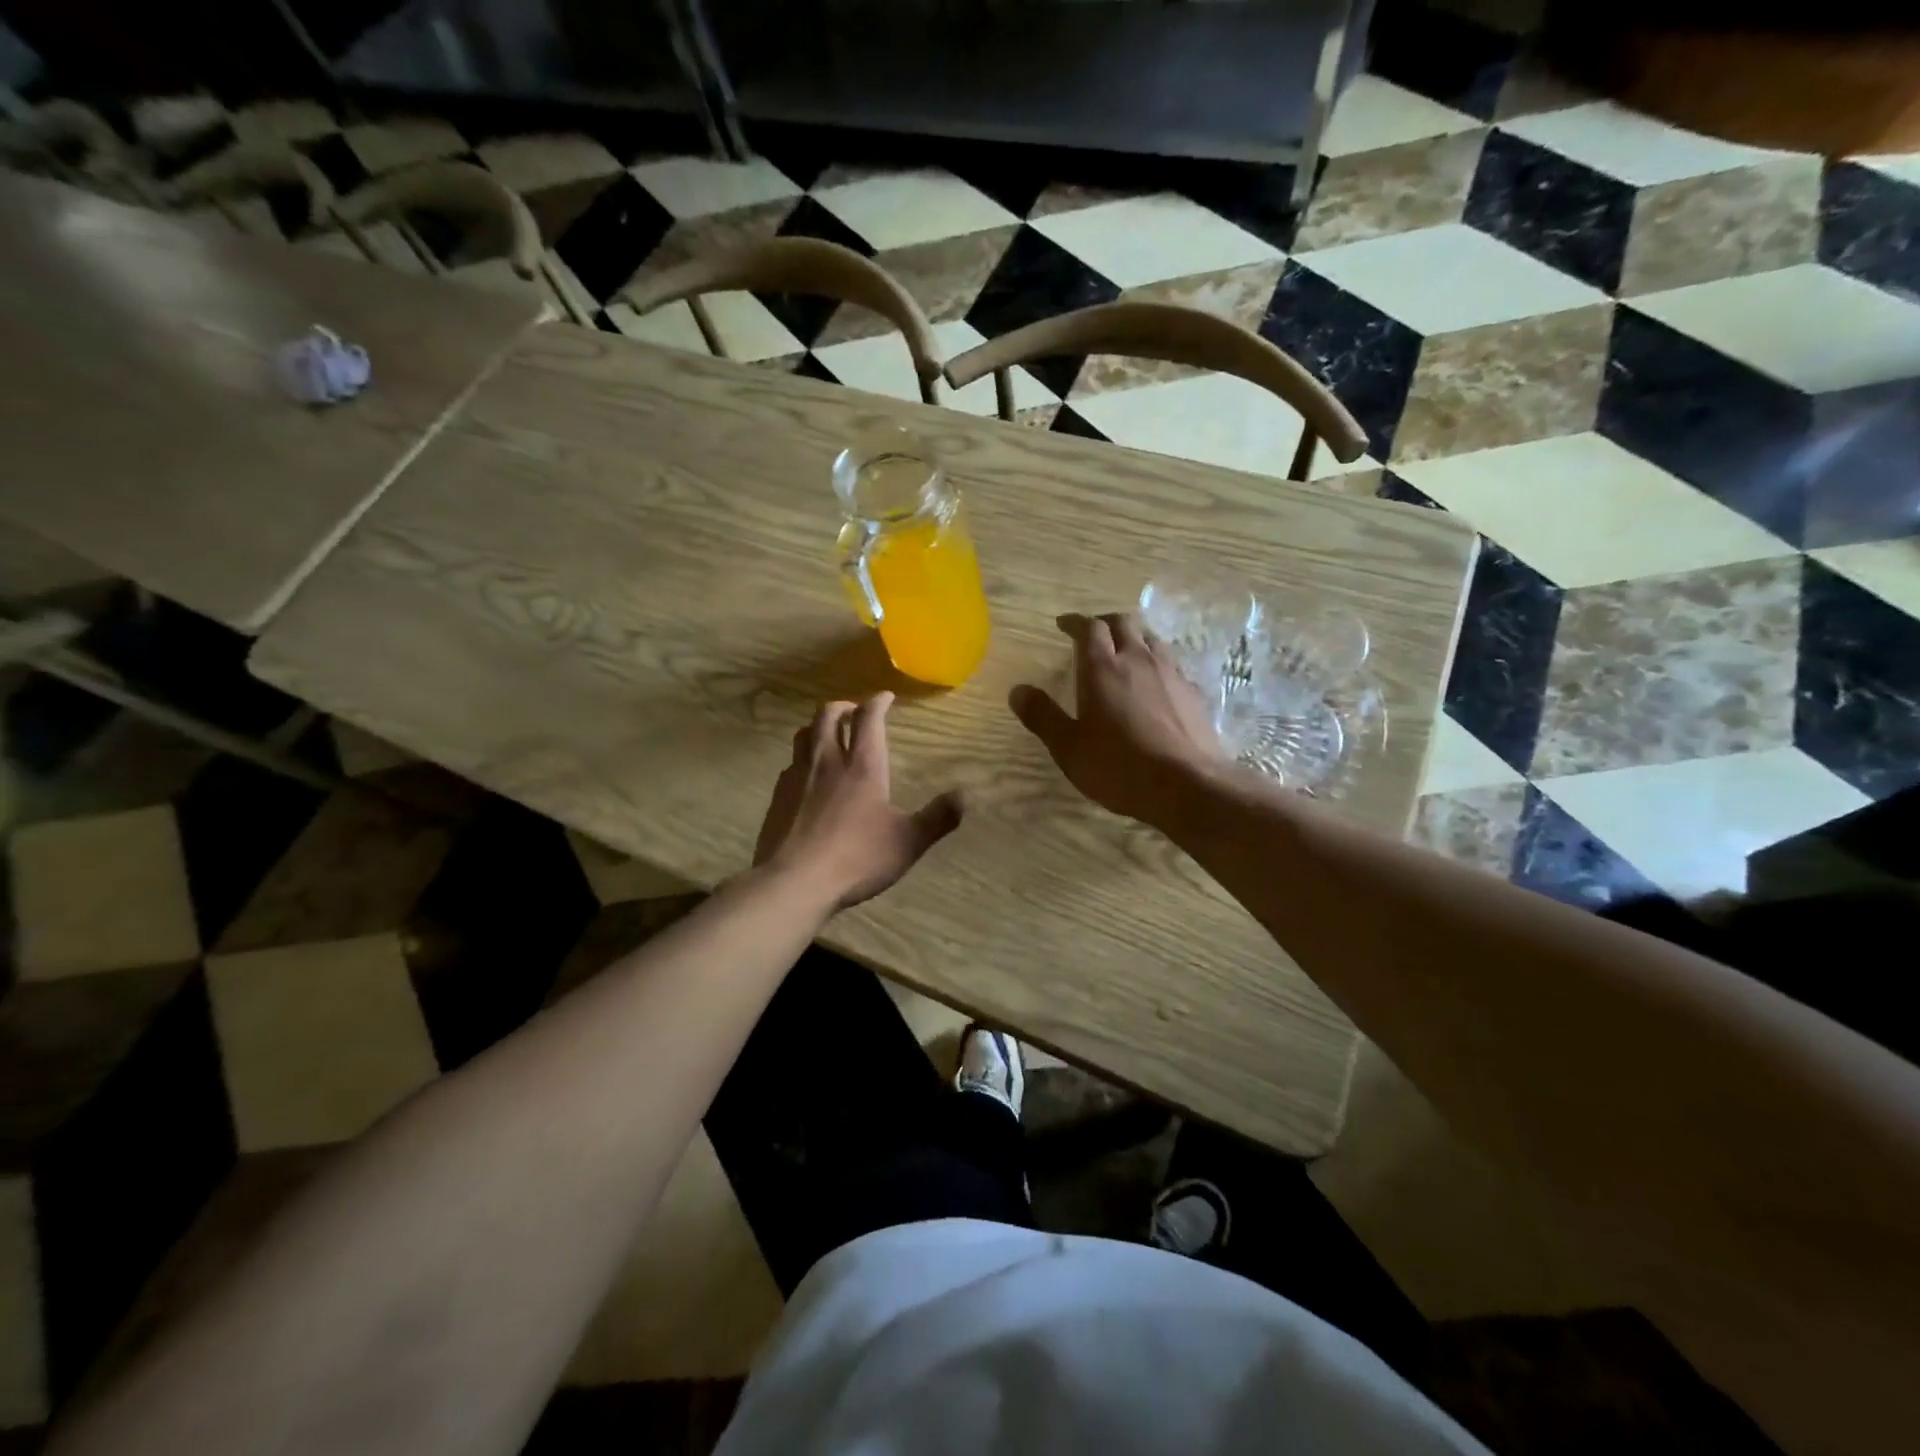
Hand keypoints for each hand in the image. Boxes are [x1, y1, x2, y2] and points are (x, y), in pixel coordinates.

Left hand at [754, 693, 962, 909]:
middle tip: (853, 710)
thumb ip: (938, 818)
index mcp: (862, 766)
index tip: (885, 697)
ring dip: (818, 727)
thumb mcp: (907, 842)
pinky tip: (807, 777)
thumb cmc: (857, 858)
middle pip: (827, 716)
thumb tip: (965, 796)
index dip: (878, 702)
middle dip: (843, 706)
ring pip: (803, 735)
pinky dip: (802, 759)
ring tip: (828, 734)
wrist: (794, 882)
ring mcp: (798, 777)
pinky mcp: (778, 797)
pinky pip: (790, 765)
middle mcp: (827, 761)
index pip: (869, 719)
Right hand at [1009, 612, 1226, 827]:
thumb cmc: (1119, 767)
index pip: (1089, 628)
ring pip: (1151, 639)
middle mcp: (1137, 660)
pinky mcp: (1193, 692)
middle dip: (1104, 623)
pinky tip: (1154, 683)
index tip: (1063, 625)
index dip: (1074, 622)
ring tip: (1124, 652)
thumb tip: (1017, 690)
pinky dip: (1156, 662)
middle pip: (1123, 623)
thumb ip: (1042, 716)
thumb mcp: (1069, 748)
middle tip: (1092, 634)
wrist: (1187, 786)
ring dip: (1134, 638)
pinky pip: (1172, 663)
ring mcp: (1170, 673)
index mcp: (1102, 668)